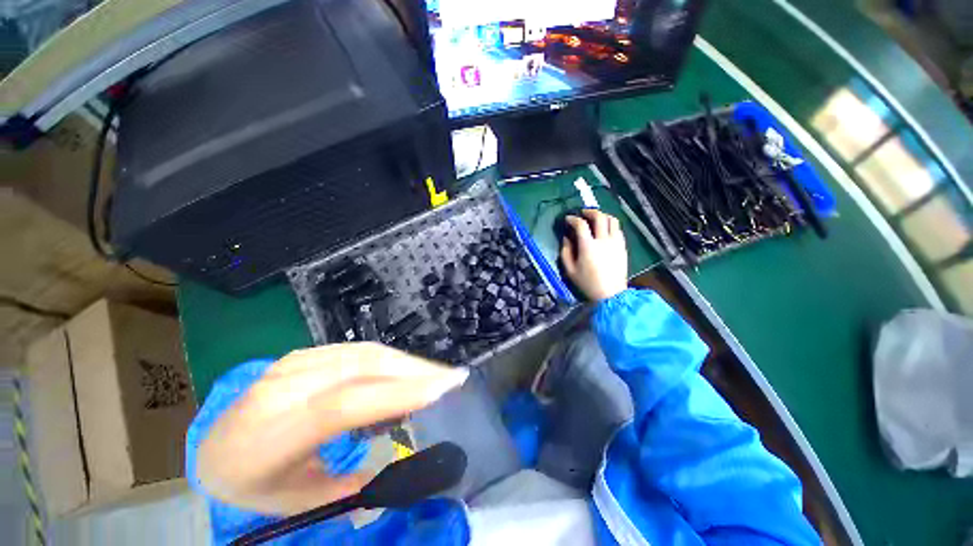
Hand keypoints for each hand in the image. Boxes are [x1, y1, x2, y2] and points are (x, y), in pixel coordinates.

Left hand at [196, 343, 467, 514]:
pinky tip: (406, 369)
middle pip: (361, 368)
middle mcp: (283, 387)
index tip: (441, 390)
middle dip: (414, 370)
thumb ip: (349, 487)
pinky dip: (389, 358)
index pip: (343, 404)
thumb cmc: (251, 481)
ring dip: (406, 361)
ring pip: (365, 353)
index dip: (397, 393)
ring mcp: (295, 362)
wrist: (213, 445)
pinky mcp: (305, 353)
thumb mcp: (296, 502)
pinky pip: (357, 350)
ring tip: (436, 373)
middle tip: (452, 377)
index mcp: (272, 434)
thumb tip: (399, 462)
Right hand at [560, 209, 627, 300]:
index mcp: (588, 246)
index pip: (581, 225)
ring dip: (603, 216)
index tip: (568, 219)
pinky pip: (618, 230)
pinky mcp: (623, 247)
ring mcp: (616, 243)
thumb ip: (565, 252)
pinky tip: (605, 230)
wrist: (611, 294)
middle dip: (590, 211)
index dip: (573, 219)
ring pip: (613, 220)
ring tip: (596, 218)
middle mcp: (604, 240)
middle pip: (600, 217)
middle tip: (583, 213)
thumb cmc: (587, 283)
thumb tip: (566, 238)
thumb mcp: (570, 270)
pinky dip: (611, 225)